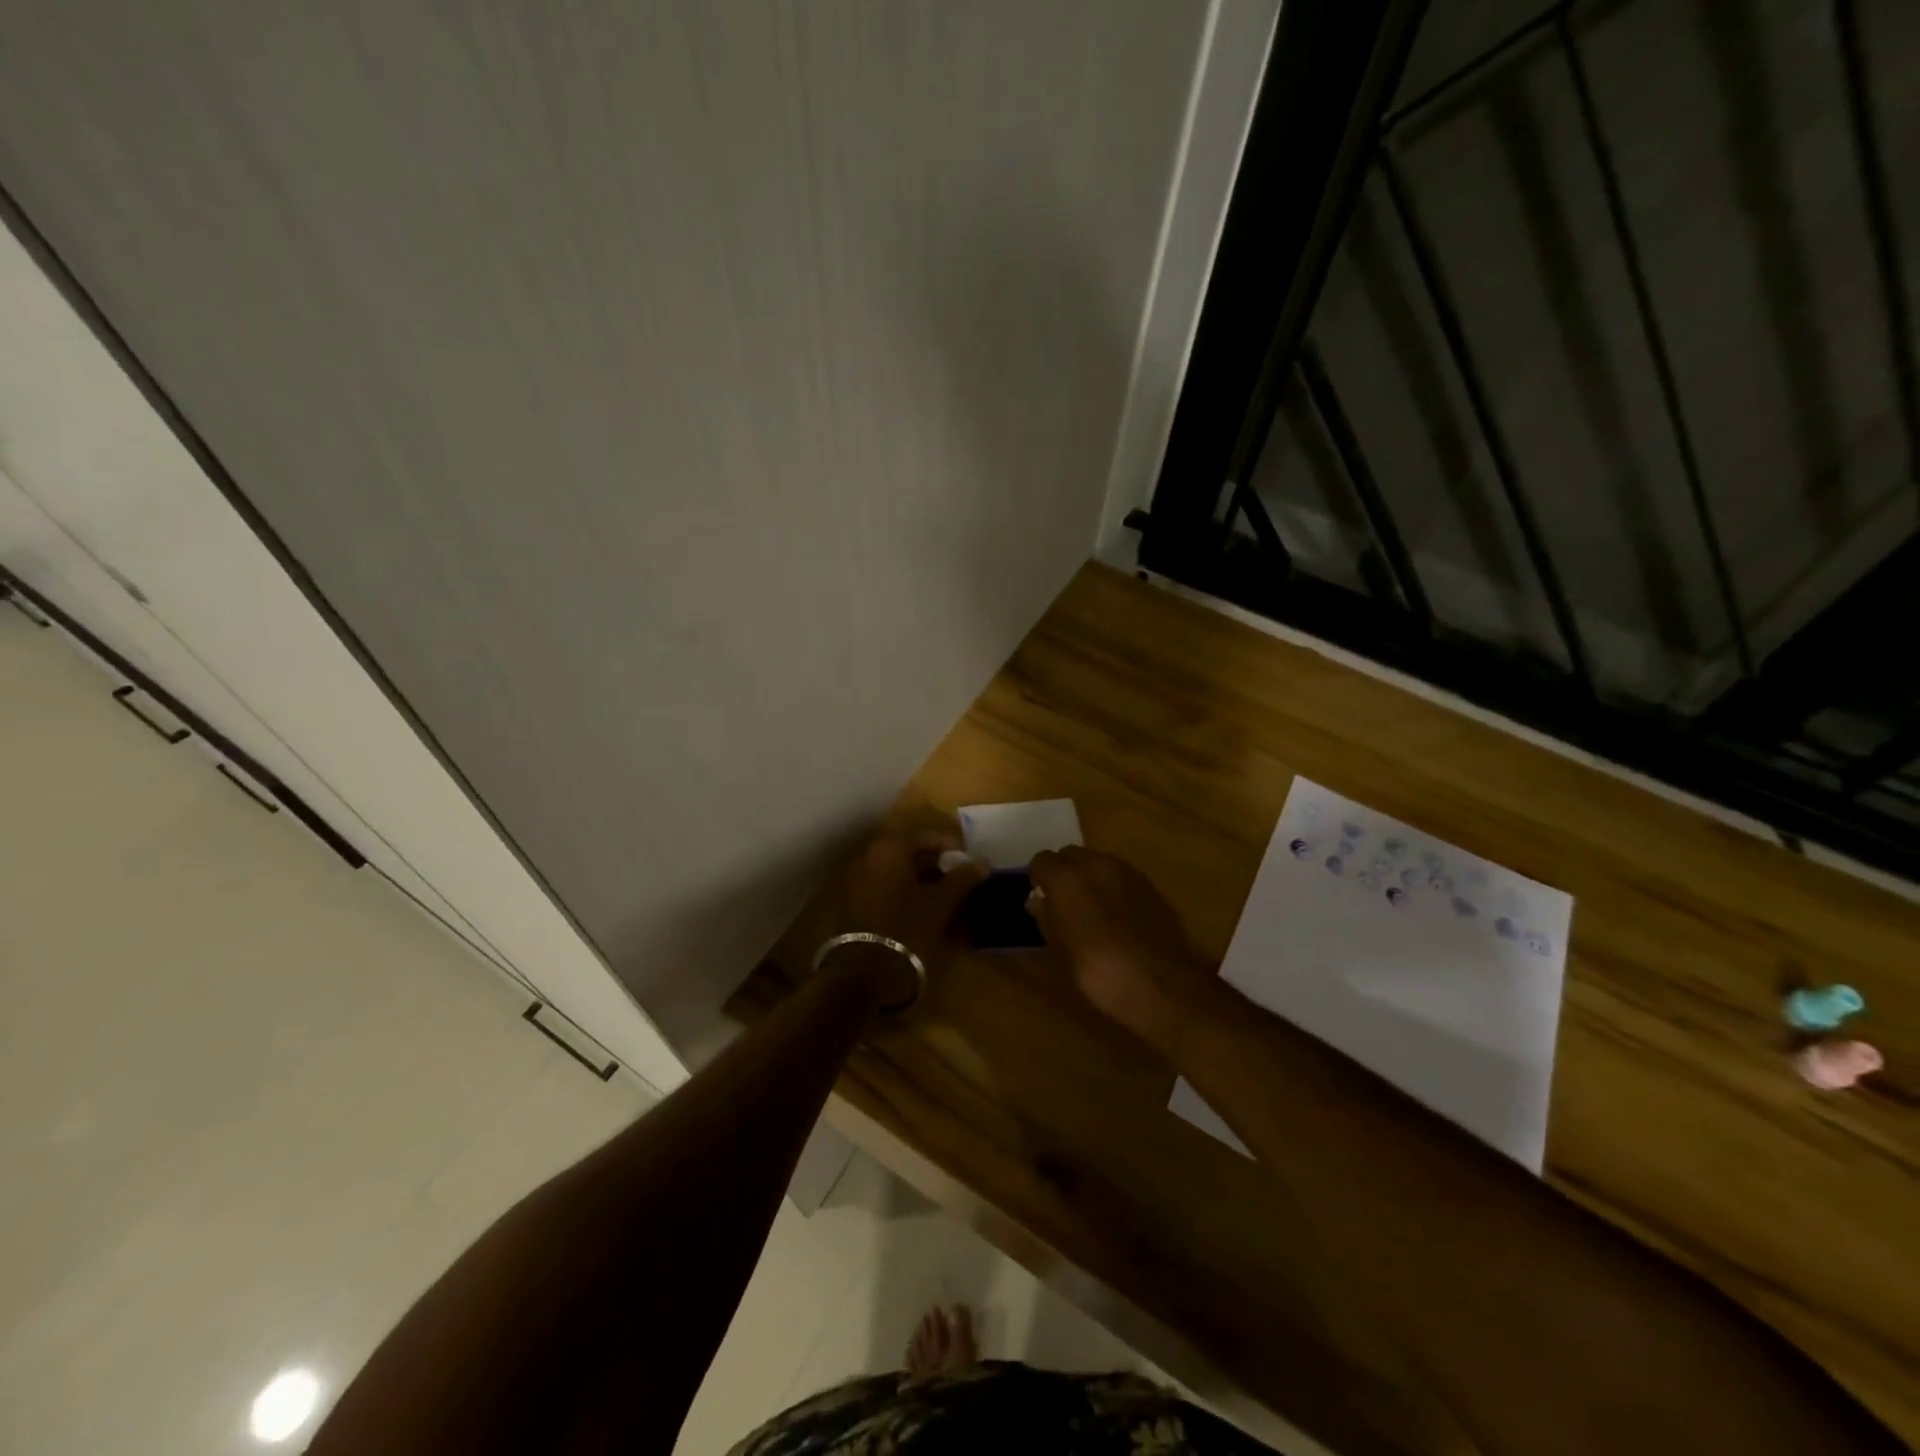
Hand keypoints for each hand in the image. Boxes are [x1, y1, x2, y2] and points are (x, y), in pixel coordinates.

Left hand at [832, 826, 987, 1007]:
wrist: (863, 972)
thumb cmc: (907, 928)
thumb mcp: (940, 903)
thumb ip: (962, 879)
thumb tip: (983, 862)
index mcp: (889, 849)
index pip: (924, 836)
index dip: (949, 847)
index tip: (967, 862)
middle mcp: (868, 856)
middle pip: (906, 851)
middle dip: (933, 863)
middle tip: (956, 879)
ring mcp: (855, 878)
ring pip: (894, 870)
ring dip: (917, 878)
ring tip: (942, 896)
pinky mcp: (850, 901)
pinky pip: (882, 886)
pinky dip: (901, 891)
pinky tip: (918, 909)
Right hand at [1027, 846, 1212, 1055]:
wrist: (1160, 983)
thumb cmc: (1098, 971)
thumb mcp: (1061, 949)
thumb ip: (1046, 917)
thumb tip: (1037, 901)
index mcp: (1067, 878)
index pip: (1042, 860)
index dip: (1038, 877)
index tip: (1040, 897)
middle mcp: (1096, 864)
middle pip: (1071, 854)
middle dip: (1064, 871)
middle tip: (1063, 900)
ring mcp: (1127, 871)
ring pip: (1099, 861)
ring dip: (1090, 876)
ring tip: (1091, 907)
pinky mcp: (1150, 885)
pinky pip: (1122, 875)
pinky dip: (1113, 886)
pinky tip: (1117, 914)